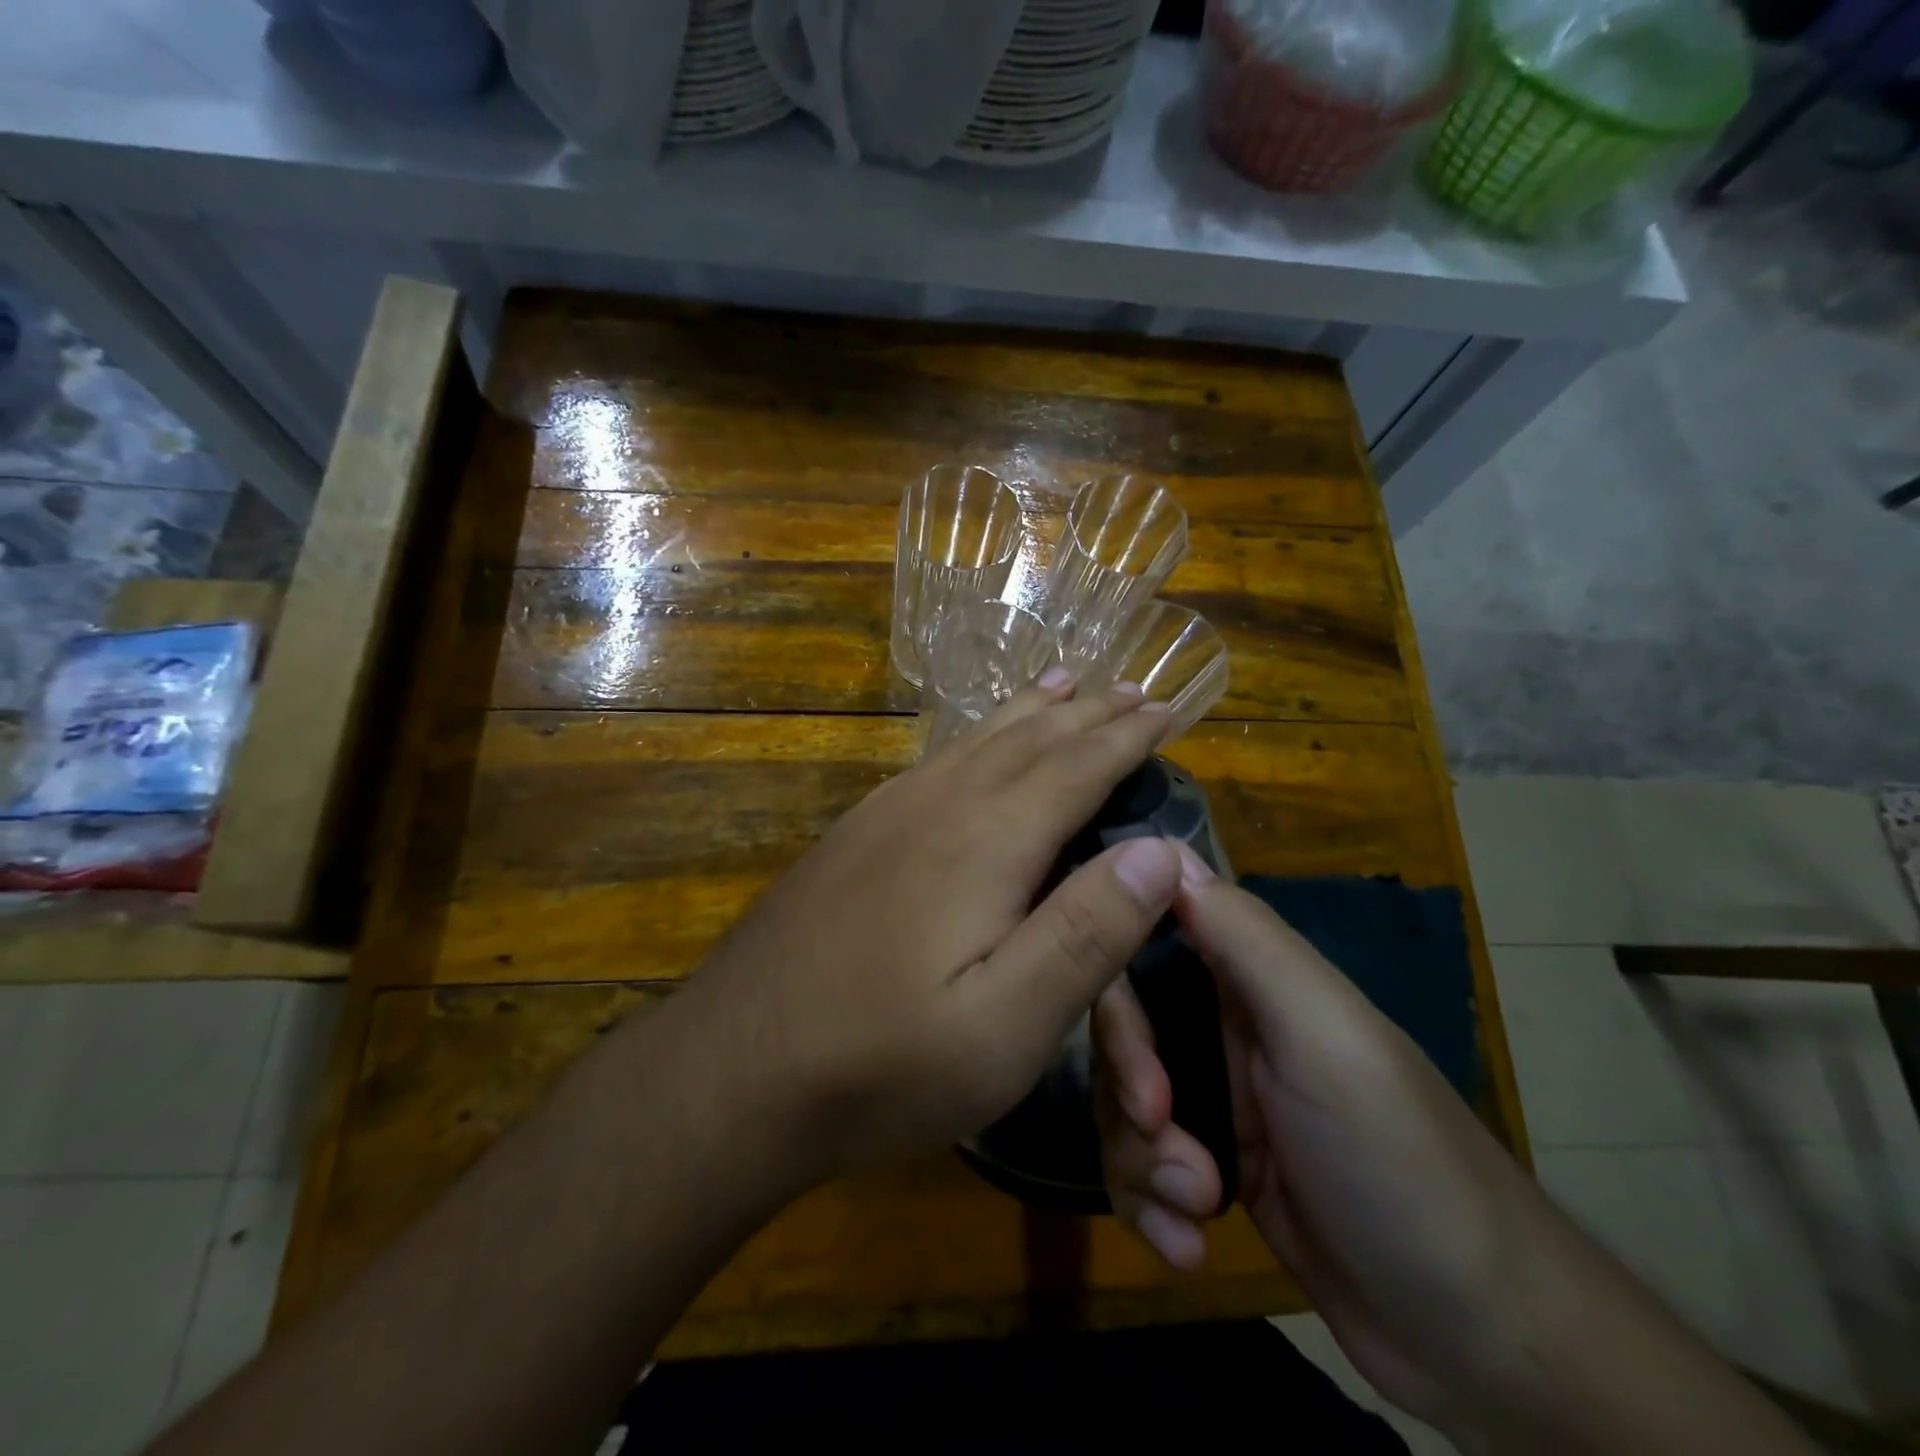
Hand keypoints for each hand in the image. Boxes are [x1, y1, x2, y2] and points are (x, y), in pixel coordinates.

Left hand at [686, 675, 1181, 1185]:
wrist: (731, 1070)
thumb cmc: (881, 1063)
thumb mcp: (1005, 1027)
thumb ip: (1086, 933)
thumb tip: (1158, 849)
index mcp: (985, 842)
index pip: (1075, 768)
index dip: (1127, 737)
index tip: (1167, 707)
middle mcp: (938, 806)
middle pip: (1029, 741)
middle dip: (1088, 713)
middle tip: (1133, 687)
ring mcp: (887, 816)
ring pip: (977, 742)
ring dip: (1031, 713)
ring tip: (1064, 683)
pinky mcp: (856, 837)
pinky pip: (936, 762)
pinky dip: (977, 738)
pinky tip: (976, 745)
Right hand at [1092, 852, 1563, 1433]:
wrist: (1480, 1339)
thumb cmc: (1396, 1161)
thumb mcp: (1324, 1036)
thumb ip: (1247, 940)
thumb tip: (1165, 852)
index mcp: (1249, 979)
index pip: (1146, 943)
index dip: (1116, 985)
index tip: (1131, 1052)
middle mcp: (1224, 1030)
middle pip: (1123, 1030)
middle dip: (1130, 1089)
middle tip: (1163, 1134)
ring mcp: (1216, 1102)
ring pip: (1123, 1103)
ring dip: (1142, 1161)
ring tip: (1195, 1206)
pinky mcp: (1210, 1170)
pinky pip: (1140, 1168)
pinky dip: (1151, 1206)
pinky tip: (1186, 1244)